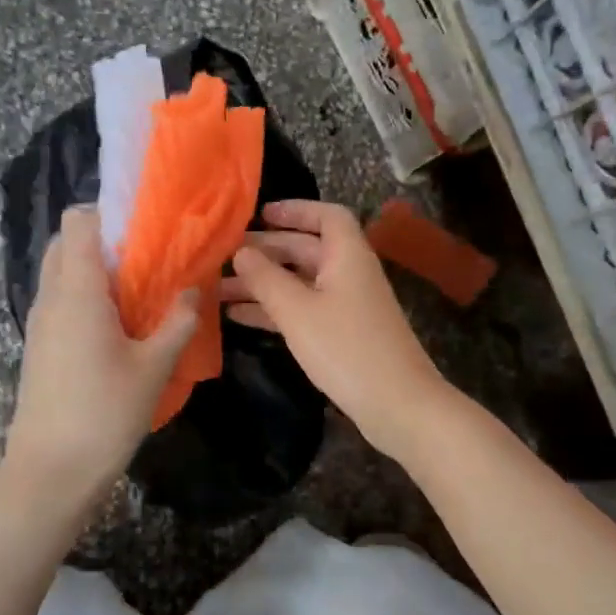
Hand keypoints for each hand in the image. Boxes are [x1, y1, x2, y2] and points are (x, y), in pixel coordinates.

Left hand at [4, 207, 197, 507]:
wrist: (50, 472)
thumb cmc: (105, 413)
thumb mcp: (154, 366)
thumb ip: (178, 322)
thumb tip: (194, 290)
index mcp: (77, 291)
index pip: (78, 221)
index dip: (108, 213)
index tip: (144, 227)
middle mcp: (51, 298)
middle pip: (67, 242)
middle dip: (103, 240)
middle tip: (144, 260)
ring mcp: (39, 323)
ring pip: (60, 273)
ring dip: (93, 270)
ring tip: (137, 292)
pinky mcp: (38, 346)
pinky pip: (59, 300)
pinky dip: (83, 296)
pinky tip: (117, 325)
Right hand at [222, 200, 448, 460]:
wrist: (396, 404)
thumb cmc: (346, 347)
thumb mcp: (297, 310)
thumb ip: (265, 278)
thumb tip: (241, 252)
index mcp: (347, 255)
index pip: (327, 216)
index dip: (295, 210)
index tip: (260, 215)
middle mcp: (349, 273)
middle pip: (307, 249)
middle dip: (267, 250)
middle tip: (224, 255)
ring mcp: (347, 305)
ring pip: (300, 282)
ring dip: (263, 283)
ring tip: (219, 288)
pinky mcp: (342, 334)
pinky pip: (303, 309)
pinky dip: (274, 309)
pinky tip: (237, 316)